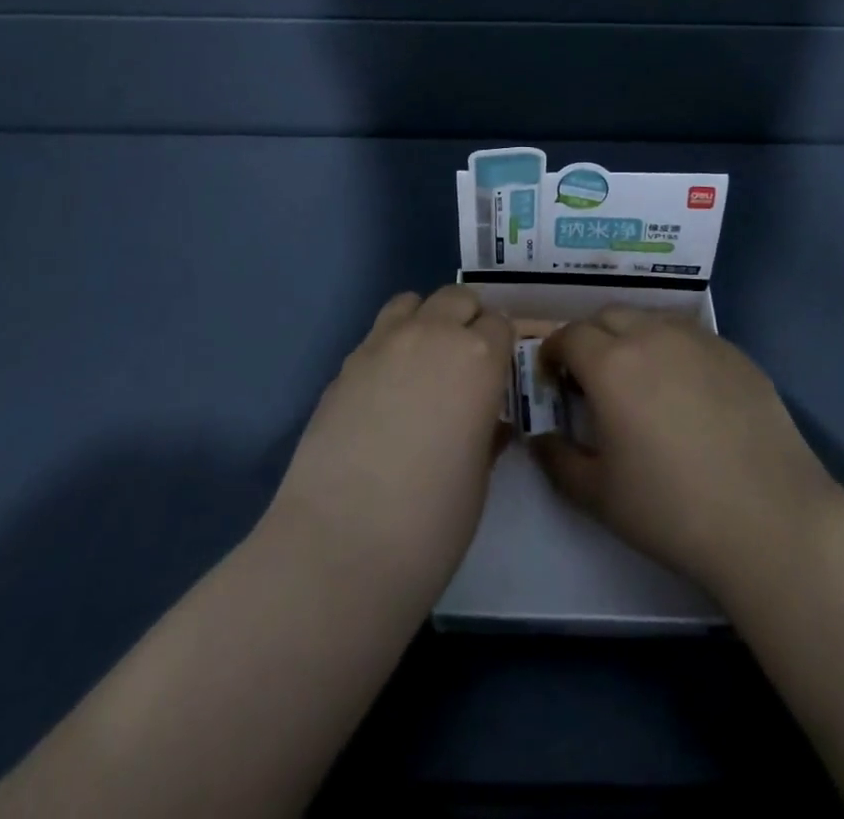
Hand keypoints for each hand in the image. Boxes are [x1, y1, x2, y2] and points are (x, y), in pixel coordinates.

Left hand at [267, 286, 512, 605]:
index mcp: (478, 357)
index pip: (501, 324)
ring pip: (411, 302)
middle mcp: (432, 335)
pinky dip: (390, 346)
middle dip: (467, 320)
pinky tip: (385, 391)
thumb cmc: (431, 520)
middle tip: (466, 362)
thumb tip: (483, 421)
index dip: (502, 347)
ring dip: (425, 321)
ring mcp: (381, 344)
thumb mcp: (478, 475)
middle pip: (457, 298)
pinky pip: (377, 335)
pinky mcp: (344, 365)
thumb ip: (485, 431)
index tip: (499, 373)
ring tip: (423, 363)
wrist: (341, 544)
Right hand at [533, 306, 842, 601]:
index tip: (553, 378)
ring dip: (632, 337)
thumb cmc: (672, 509)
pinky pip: (690, 336)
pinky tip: (686, 392)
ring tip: (639, 379)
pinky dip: (673, 349)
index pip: (569, 335)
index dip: (553, 352)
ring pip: (651, 319)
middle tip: (592, 378)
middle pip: (608, 316)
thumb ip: (558, 460)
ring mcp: (699, 339)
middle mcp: (652, 335)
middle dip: (590, 338)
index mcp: (611, 364)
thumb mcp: (599, 495)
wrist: (770, 519)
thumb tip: (540, 439)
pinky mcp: (735, 352)